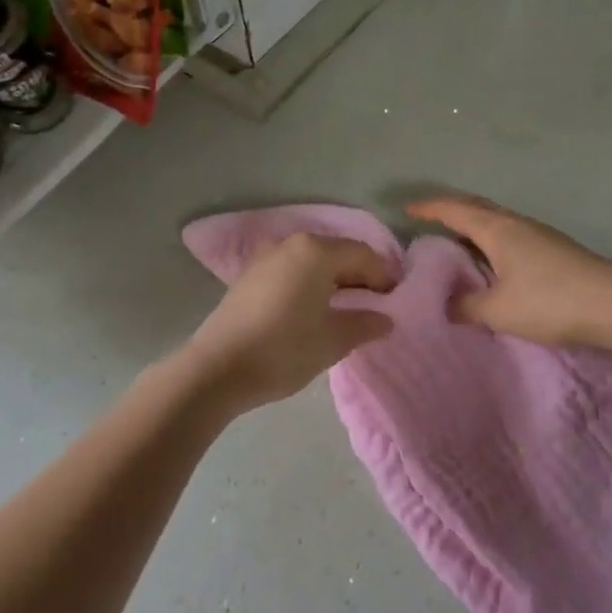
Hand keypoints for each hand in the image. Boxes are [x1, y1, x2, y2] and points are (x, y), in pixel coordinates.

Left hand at [177, 234, 396, 414]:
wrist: (216, 369)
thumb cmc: (282, 350)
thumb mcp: (332, 340)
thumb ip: (364, 324)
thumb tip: (385, 319)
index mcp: (316, 251)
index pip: (363, 255)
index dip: (383, 276)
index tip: (395, 300)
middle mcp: (291, 243)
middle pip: (337, 252)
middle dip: (360, 275)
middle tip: (375, 304)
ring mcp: (266, 256)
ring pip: (313, 260)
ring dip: (334, 278)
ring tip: (346, 307)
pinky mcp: (250, 274)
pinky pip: (292, 269)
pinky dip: (310, 281)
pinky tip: (314, 307)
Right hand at [407, 196, 611, 349]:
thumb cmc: (550, 301)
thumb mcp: (499, 310)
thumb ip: (467, 306)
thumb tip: (446, 305)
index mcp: (497, 230)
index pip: (454, 209)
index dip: (429, 207)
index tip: (407, 208)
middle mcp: (517, 223)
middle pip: (477, 207)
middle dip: (450, 209)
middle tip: (429, 218)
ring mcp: (540, 234)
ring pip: (497, 221)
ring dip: (474, 225)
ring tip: (458, 241)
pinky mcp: (555, 249)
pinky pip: (512, 234)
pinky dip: (492, 239)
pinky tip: (495, 260)